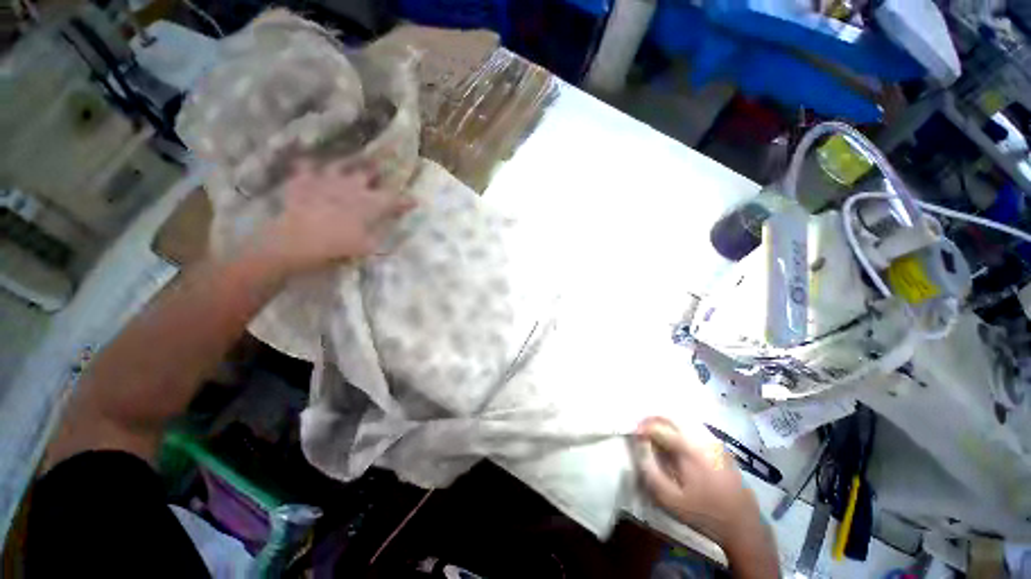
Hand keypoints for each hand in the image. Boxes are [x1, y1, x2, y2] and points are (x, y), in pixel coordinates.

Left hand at [251, 160, 415, 275]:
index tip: (415, 201)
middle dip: (376, 171)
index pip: (394, 200)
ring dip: (346, 163)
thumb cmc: (337, 246)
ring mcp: (326, 180)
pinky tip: (308, 164)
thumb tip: (394, 234)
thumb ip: (381, 236)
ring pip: (339, 164)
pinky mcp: (302, 181)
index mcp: (369, 204)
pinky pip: (304, 166)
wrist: (296, 241)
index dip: (406, 201)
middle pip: (368, 173)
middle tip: (380, 169)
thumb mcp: (366, 247)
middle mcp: (351, 186)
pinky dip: (308, 165)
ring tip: (348, 161)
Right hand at [634, 417, 763, 545]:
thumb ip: (650, 470)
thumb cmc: (704, 513)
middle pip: (671, 416)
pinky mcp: (720, 446)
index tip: (632, 434)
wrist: (743, 525)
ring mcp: (713, 440)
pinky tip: (675, 441)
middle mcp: (701, 437)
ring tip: (655, 433)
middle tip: (641, 429)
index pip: (658, 427)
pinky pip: (694, 427)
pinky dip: (679, 428)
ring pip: (683, 419)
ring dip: (666, 422)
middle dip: (652, 419)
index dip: (641, 428)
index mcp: (688, 448)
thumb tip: (640, 447)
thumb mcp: (670, 499)